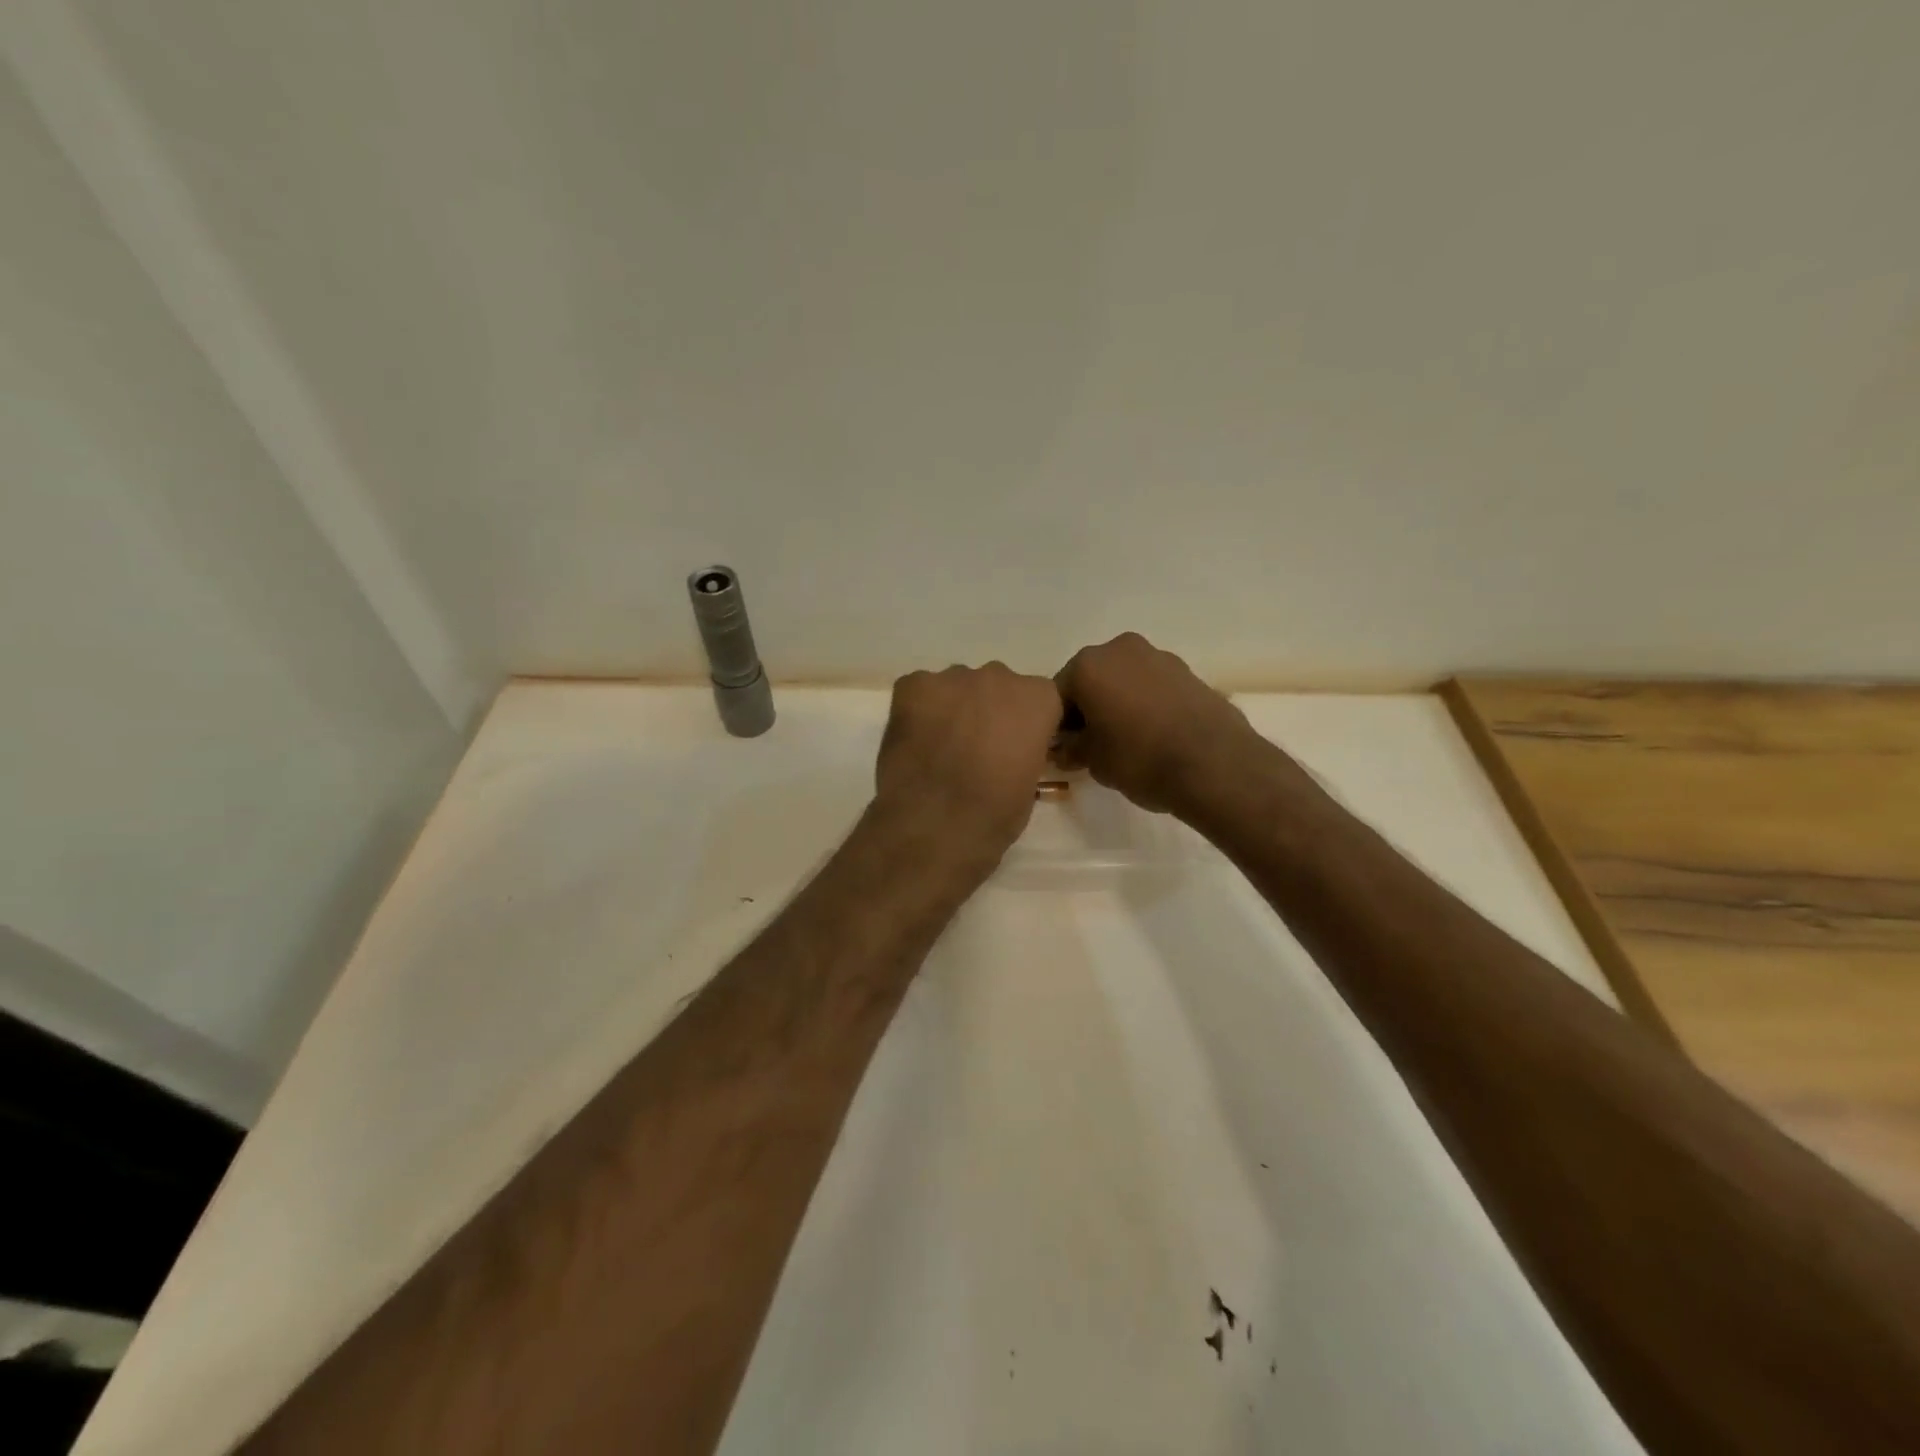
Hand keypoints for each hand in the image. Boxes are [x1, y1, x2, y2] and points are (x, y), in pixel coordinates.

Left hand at [875, 663, 1063, 862]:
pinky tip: (914, 742)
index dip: (1023, 724)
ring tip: (939, 748)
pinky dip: (917, 711)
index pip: (1037, 700)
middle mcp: (999, 676)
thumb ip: (1023, 752)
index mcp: (1038, 699)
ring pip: (956, 687)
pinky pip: (919, 691)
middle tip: (974, 749)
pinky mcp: (912, 684)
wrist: (935, 823)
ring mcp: (952, 677)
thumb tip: (1006, 754)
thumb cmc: (994, 813)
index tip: (1013, 747)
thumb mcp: (1029, 784)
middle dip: (987, 711)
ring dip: (953, 710)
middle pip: (995, 687)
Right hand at [1054, 633, 1263, 816]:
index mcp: (1088, 665)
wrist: (1215, 765)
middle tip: (1093, 744)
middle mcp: (1120, 649)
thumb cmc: (1140, 758)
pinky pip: (1152, 686)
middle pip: (1092, 679)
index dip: (1058, 725)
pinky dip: (1146, 704)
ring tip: (1127, 740)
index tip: (1065, 749)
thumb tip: (1065, 748)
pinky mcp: (1188, 671)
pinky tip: (1154, 734)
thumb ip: (1072, 748)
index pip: (1057, 694)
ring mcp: (1159, 656)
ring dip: (1118, 703)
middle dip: (1089, 708)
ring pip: (1124, 680)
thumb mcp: (1093, 761)